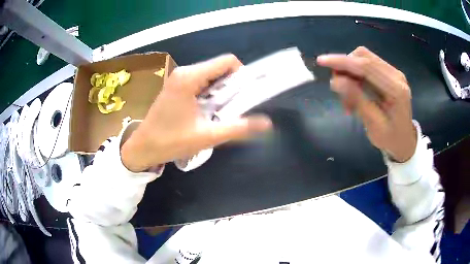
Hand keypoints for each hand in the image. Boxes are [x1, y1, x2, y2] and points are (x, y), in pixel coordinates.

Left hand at [121, 54, 271, 171]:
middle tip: (234, 108)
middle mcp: (185, 72)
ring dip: (221, 91)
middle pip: (220, 68)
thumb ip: (238, 128)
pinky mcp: (176, 85)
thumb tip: (267, 123)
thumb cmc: (171, 141)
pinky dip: (211, 93)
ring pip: (211, 75)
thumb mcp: (207, 136)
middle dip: (232, 86)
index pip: (227, 61)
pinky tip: (208, 111)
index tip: (245, 95)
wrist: (143, 147)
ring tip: (220, 112)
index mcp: (190, 77)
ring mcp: (179, 77)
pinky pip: (201, 82)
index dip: (242, 75)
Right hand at [317, 46, 416, 161]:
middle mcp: (396, 75)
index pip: (366, 66)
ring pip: (363, 58)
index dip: (342, 62)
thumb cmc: (390, 138)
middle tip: (337, 88)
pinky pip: (367, 65)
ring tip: (347, 97)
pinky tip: (354, 93)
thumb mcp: (373, 124)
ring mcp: (393, 72)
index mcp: (396, 89)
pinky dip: (355, 75)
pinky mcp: (388, 74)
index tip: (321, 61)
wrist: (404, 141)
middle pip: (364, 56)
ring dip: (349, 72)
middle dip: (345, 66)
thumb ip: (357, 100)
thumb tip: (335, 80)